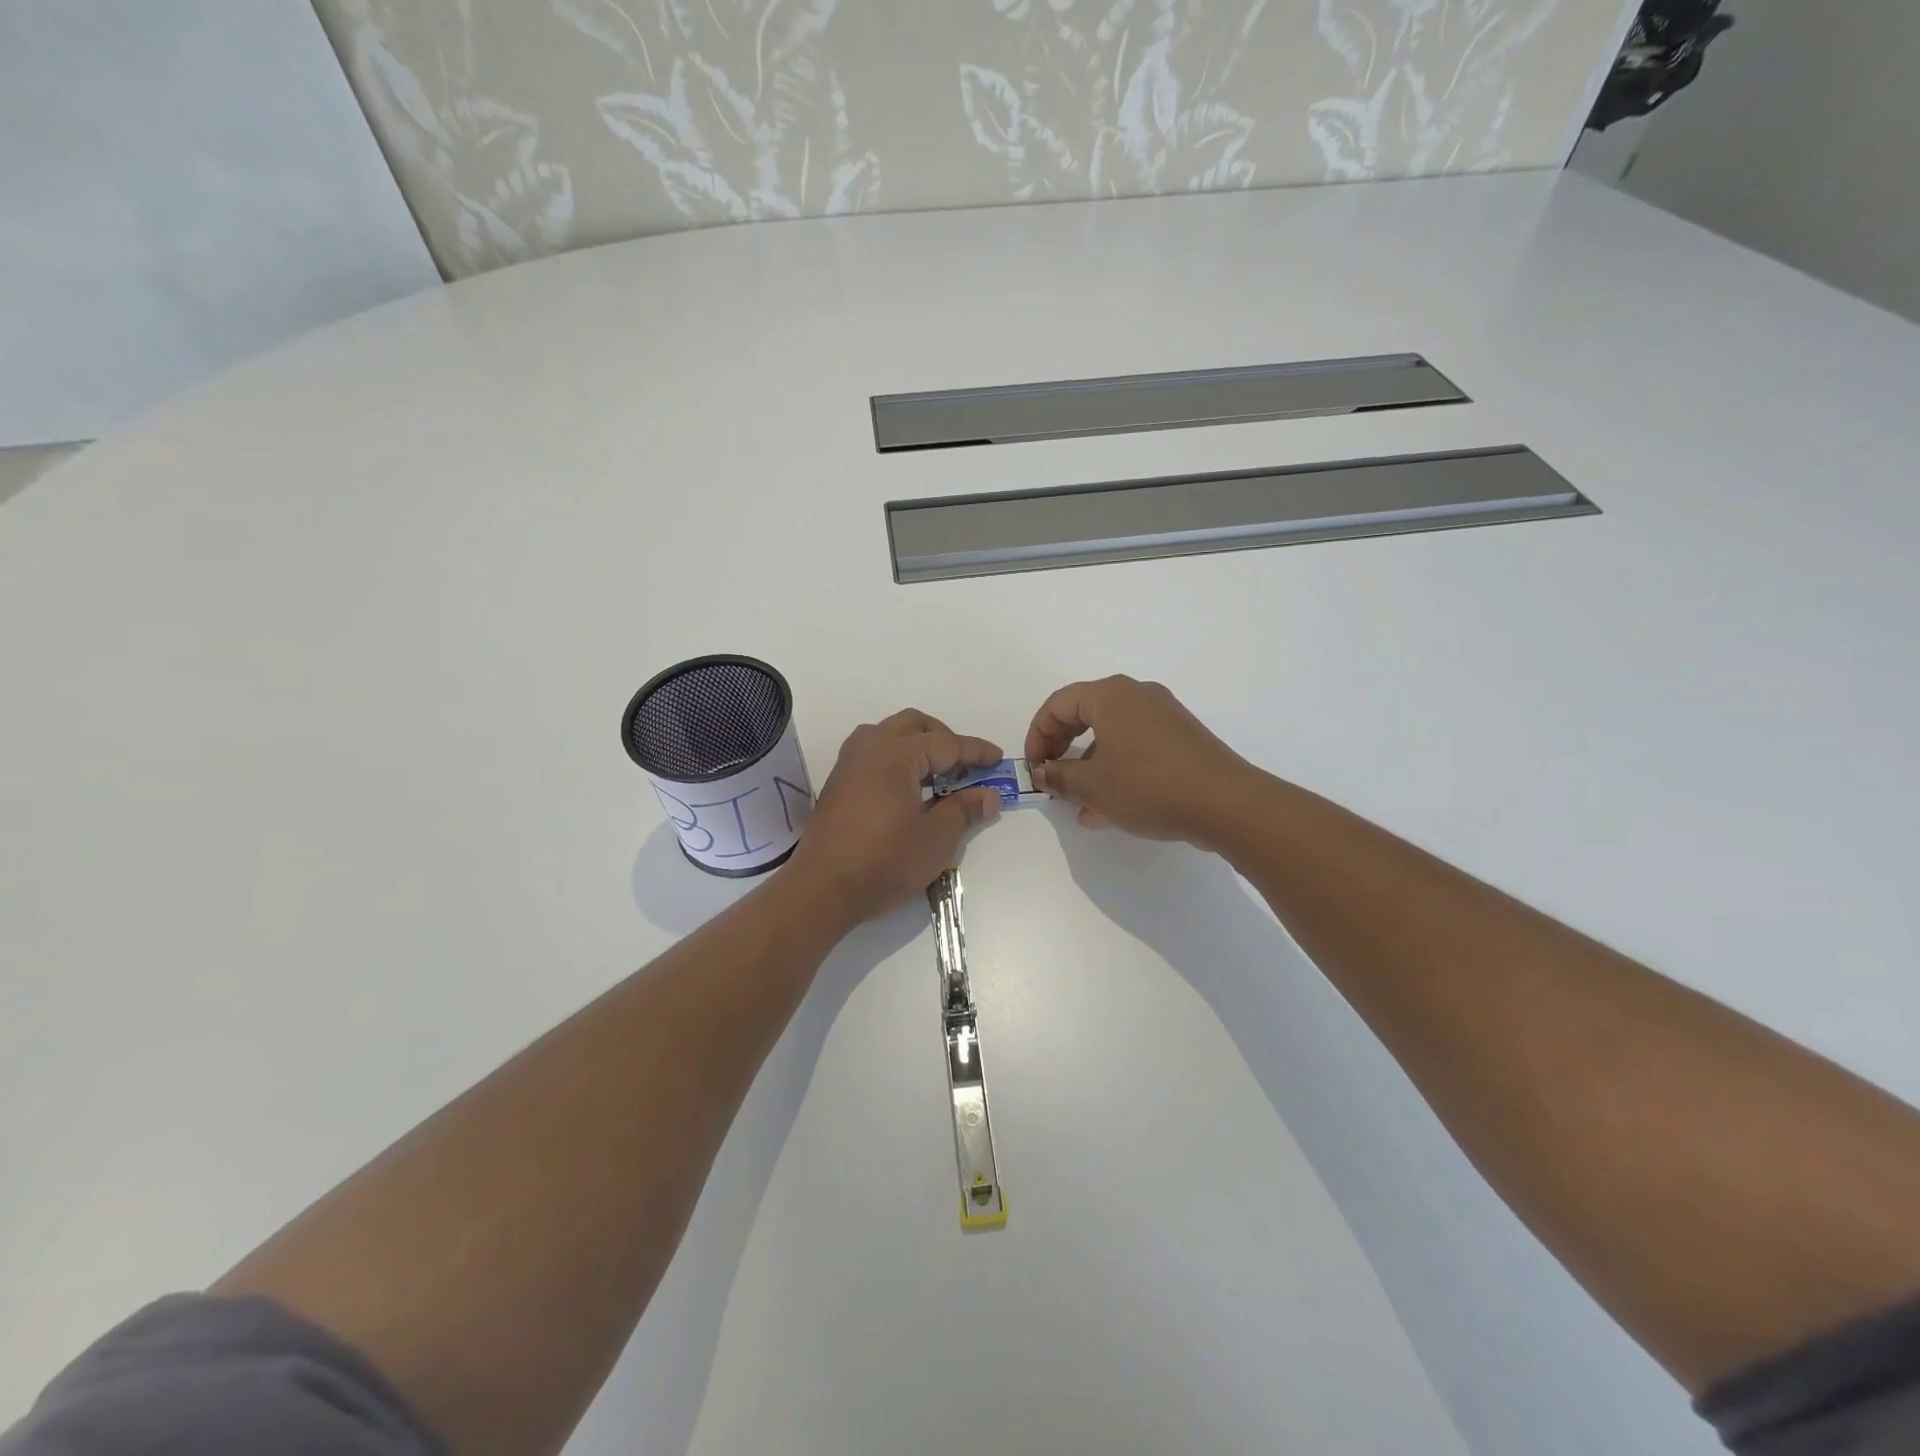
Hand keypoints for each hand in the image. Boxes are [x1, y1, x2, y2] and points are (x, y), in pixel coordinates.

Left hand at [789, 709, 1003, 923]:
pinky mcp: (837, 784)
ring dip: (915, 745)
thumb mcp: (935, 839)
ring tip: (935, 774)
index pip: (945, 743)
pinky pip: (871, 754)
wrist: (822, 889)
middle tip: (964, 765)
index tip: (997, 758)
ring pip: (887, 735)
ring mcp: (848, 765)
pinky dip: (895, 759)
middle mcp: (869, 748)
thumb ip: (963, 811)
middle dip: (943, 738)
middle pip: (913, 726)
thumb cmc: (884, 861)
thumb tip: (989, 796)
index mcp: (895, 755)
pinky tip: (906, 789)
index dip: (974, 751)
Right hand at [1024, 676, 1252, 847]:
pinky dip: (1116, 771)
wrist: (1225, 804)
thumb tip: (1043, 772)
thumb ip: (1059, 776)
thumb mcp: (1092, 786)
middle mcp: (1138, 697)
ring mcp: (1164, 718)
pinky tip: (1109, 809)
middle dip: (1062, 750)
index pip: (1058, 704)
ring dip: (1088, 767)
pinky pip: (1136, 749)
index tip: (1034, 769)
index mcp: (1112, 696)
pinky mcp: (1182, 740)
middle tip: (1052, 779)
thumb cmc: (1148, 785)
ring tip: (1078, 805)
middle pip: (1084, 716)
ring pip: (1111, 736)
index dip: (1037, 735)